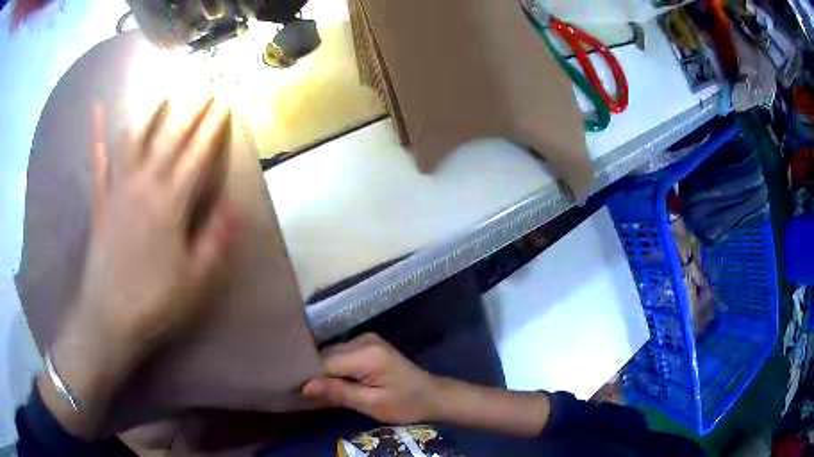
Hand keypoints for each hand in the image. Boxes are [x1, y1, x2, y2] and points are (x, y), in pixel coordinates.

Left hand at [72, 98, 238, 349]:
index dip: (212, 128)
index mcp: (170, 206)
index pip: (197, 157)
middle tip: (203, 83)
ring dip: (151, 113)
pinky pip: (98, 161)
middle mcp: (144, 187)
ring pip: (135, 140)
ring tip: (164, 91)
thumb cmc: (155, 302)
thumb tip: (236, 207)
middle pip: (170, 139)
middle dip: (190, 109)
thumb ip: (215, 241)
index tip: (225, 102)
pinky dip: (97, 134)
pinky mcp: (101, 199)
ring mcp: (119, 190)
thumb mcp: (195, 281)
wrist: (109, 317)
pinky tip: (97, 110)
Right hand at [303, 334, 440, 424]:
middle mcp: (364, 340)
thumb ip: (339, 392)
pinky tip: (331, 381)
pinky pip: (342, 353)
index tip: (296, 389)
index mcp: (367, 354)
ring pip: (332, 353)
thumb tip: (305, 386)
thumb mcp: (372, 404)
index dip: (310, 376)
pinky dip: (334, 367)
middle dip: (315, 372)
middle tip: (304, 393)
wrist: (432, 395)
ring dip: (323, 370)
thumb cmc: (405, 404)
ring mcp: (366, 339)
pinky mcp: (368, 344)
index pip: (325, 361)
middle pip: (327, 354)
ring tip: (315, 389)